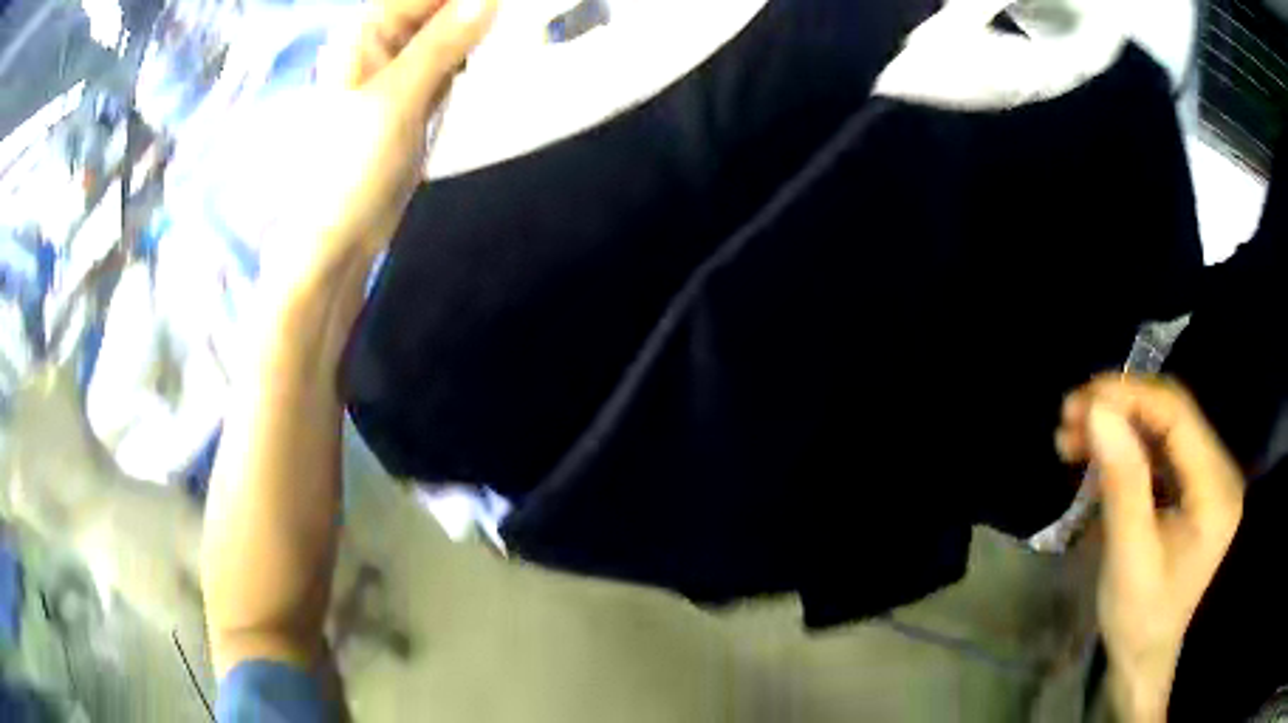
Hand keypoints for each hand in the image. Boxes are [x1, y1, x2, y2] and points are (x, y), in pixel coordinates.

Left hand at [259, 0, 496, 293]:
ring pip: (452, 30)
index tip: (508, 6)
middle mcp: (385, 41)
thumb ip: (442, 43)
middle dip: (480, 11)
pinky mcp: (417, 94)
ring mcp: (402, 68)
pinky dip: (475, 56)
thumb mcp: (396, 99)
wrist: (341, 235)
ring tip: (518, 31)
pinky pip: (454, 59)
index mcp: (367, 32)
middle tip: (525, 15)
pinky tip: (494, 59)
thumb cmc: (350, 168)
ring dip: (482, 30)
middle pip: (441, 7)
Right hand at [1056, 375, 1243, 721]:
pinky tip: (1095, 452)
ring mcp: (1208, 476)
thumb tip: (1097, 411)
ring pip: (1163, 426)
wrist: (1144, 656)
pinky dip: (1125, 445)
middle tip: (1070, 414)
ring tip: (1072, 433)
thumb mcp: (1128, 558)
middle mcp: (1220, 471)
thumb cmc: (1138, 620)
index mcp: (1216, 491)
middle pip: (1173, 415)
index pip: (1179, 418)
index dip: (1132, 397)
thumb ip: (1122, 482)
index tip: (1083, 397)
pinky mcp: (1192, 484)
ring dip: (1119, 424)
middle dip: (1121, 407)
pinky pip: (1159, 448)